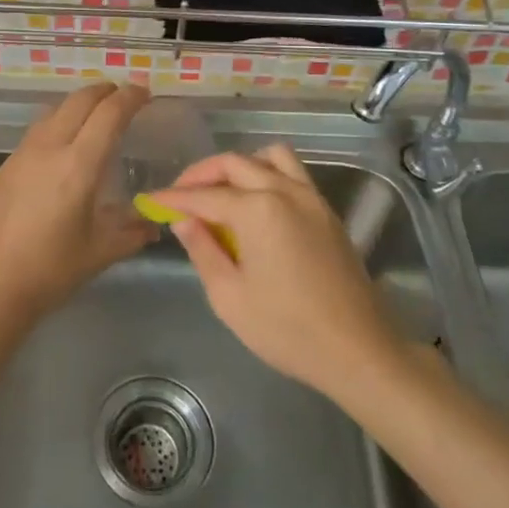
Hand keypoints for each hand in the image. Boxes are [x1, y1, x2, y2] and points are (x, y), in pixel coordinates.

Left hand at [0, 82, 156, 328]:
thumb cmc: (51, 271)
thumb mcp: (101, 252)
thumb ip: (132, 231)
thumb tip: (153, 221)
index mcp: (78, 165)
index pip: (109, 114)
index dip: (130, 97)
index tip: (144, 92)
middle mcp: (48, 148)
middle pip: (79, 100)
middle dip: (104, 91)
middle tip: (121, 97)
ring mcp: (20, 156)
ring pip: (52, 112)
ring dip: (76, 106)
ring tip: (92, 116)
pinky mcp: (1, 169)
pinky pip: (33, 135)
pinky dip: (54, 128)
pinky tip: (58, 152)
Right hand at [150, 145, 401, 400]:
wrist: (358, 350)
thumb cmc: (287, 329)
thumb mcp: (230, 297)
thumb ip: (203, 251)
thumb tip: (183, 221)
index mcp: (258, 210)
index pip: (204, 196)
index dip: (173, 199)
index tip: (150, 201)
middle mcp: (285, 191)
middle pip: (235, 164)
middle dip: (202, 175)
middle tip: (180, 196)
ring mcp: (311, 197)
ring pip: (269, 157)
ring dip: (239, 166)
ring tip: (221, 192)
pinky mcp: (326, 211)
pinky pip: (292, 173)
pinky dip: (267, 174)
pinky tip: (256, 204)